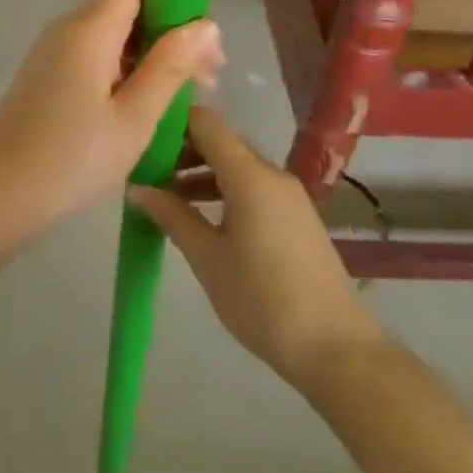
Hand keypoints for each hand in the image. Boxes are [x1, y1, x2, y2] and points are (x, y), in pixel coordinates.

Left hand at [0, 0, 222, 229]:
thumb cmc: (71, 159)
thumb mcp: (134, 117)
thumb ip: (170, 65)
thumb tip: (206, 23)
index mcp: (90, 27)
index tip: (204, 28)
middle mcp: (69, 26)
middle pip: (128, 2)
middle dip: (172, 28)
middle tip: (209, 75)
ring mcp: (55, 50)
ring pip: (115, 31)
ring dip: (153, 52)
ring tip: (189, 96)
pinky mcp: (49, 73)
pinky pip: (97, 53)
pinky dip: (128, 67)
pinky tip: (150, 103)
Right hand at [128, 107, 379, 388]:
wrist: (336, 349)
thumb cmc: (262, 300)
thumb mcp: (207, 258)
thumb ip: (171, 215)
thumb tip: (135, 187)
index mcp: (250, 175)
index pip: (206, 122)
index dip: (172, 123)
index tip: (141, 141)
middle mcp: (272, 174)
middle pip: (221, 142)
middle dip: (182, 151)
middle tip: (147, 175)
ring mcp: (289, 195)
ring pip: (237, 166)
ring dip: (201, 173)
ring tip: (167, 200)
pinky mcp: (297, 217)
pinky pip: (253, 187)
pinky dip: (224, 190)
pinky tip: (203, 219)